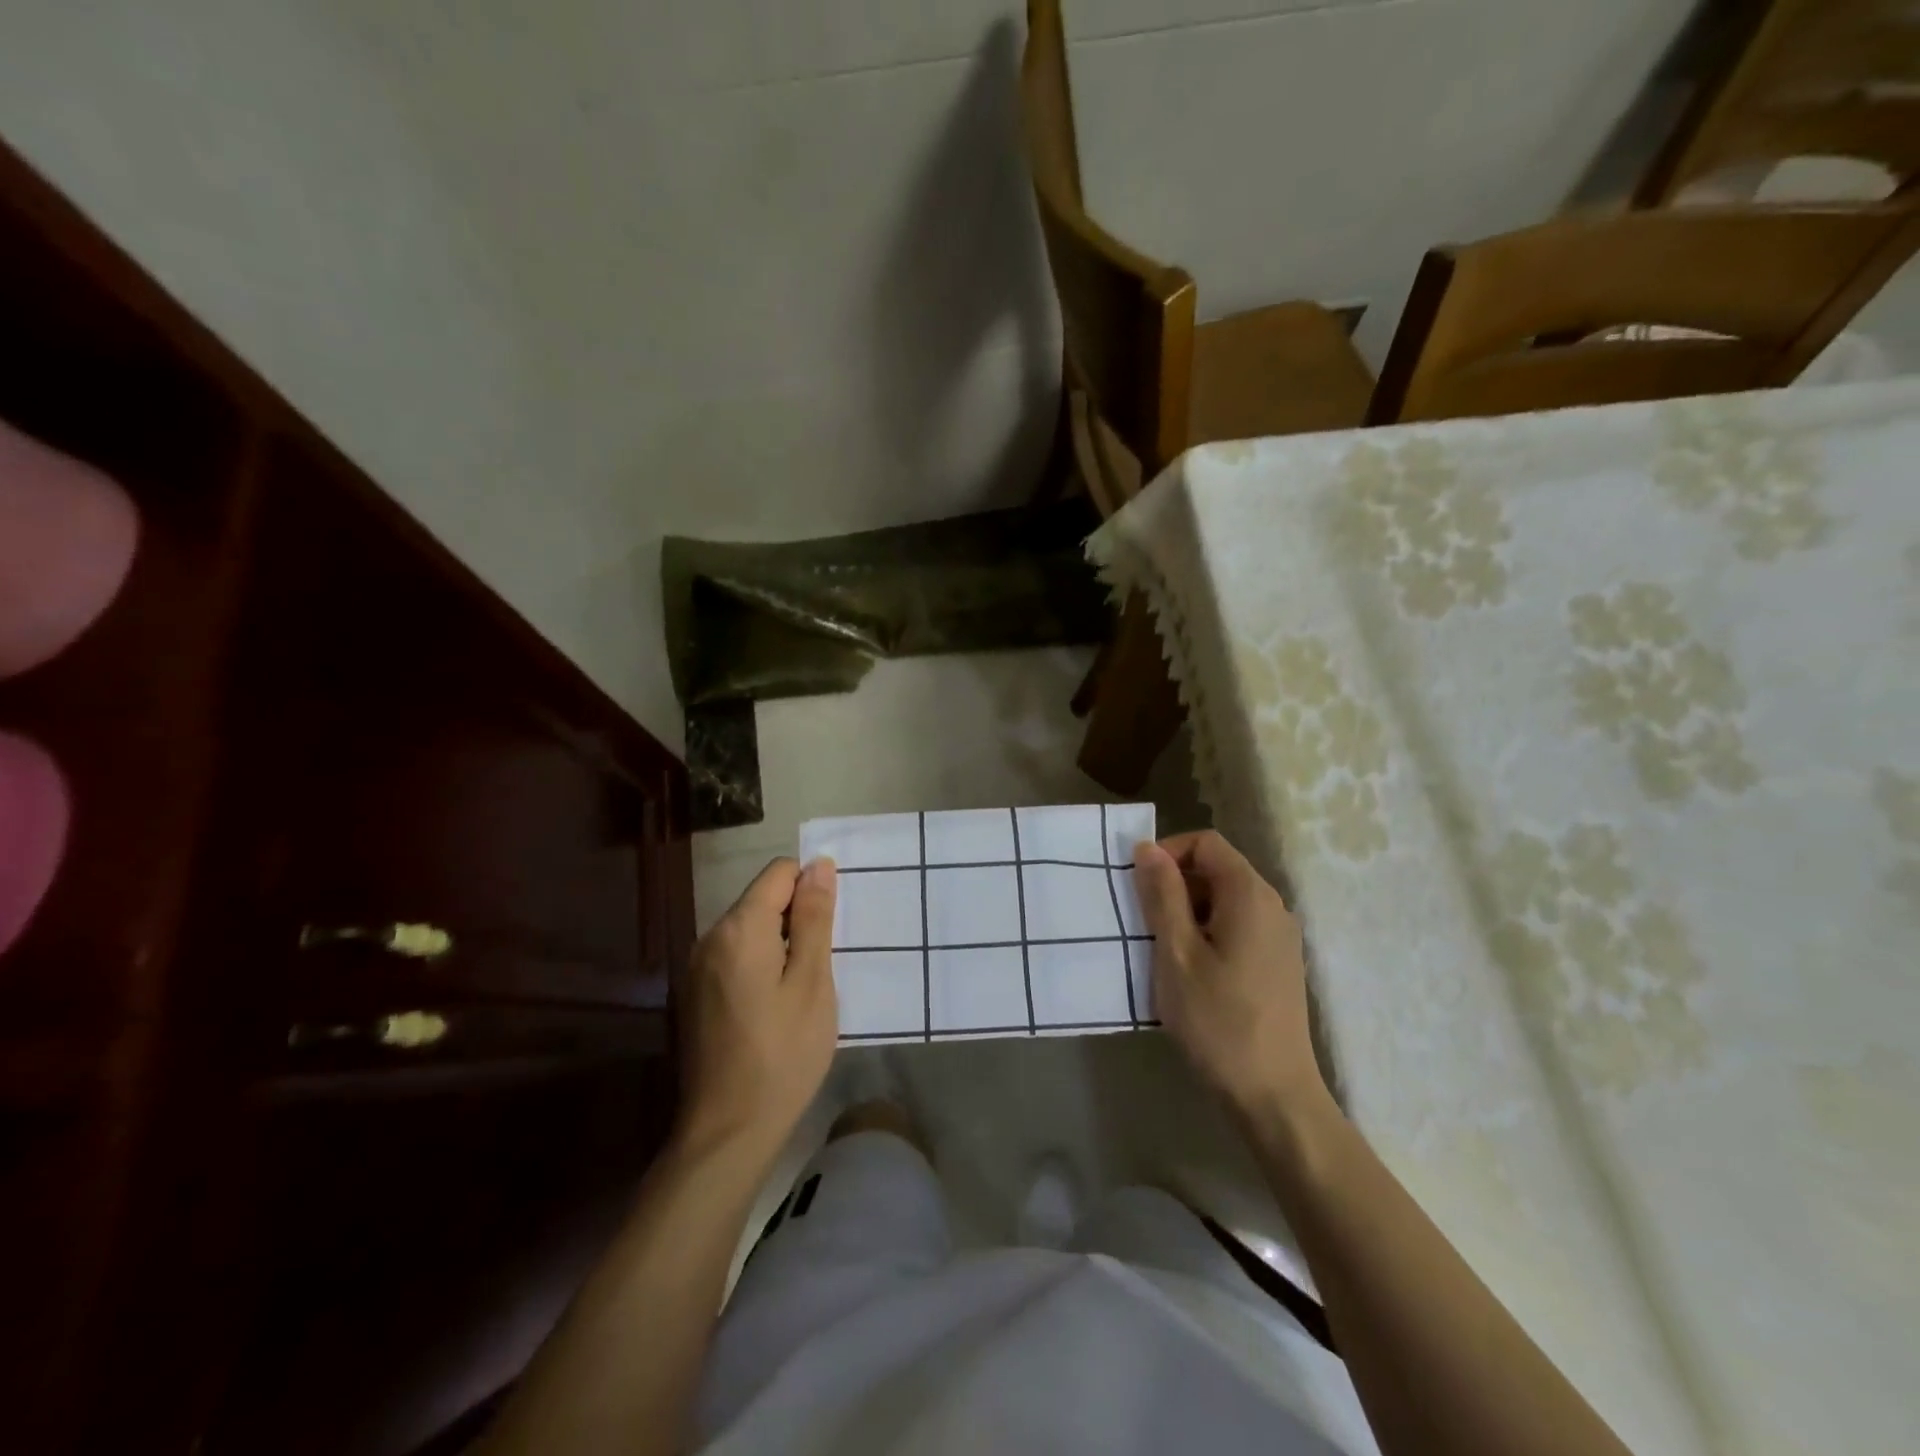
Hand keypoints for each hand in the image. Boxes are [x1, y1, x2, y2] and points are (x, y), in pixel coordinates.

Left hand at [675, 857, 838, 1159]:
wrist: (727, 1132)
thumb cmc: (783, 1054)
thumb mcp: (812, 982)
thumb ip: (814, 919)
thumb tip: (818, 865)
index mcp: (739, 929)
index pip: (778, 873)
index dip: (811, 887)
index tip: (832, 927)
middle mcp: (709, 938)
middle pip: (761, 899)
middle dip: (796, 917)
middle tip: (824, 963)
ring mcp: (696, 968)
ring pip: (748, 930)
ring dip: (780, 942)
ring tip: (803, 987)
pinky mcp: (694, 995)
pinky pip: (734, 957)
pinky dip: (760, 964)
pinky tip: (776, 1005)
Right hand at [1133, 831, 1327, 1120]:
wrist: (1272, 1094)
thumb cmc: (1217, 1019)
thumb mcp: (1176, 952)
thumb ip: (1162, 894)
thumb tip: (1148, 847)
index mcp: (1249, 895)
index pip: (1206, 843)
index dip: (1168, 852)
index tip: (1138, 886)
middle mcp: (1272, 906)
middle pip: (1217, 869)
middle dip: (1174, 885)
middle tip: (1143, 923)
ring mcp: (1280, 937)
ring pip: (1224, 900)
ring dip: (1187, 912)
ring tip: (1161, 950)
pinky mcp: (1278, 964)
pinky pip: (1237, 927)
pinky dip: (1207, 933)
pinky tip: (1189, 971)